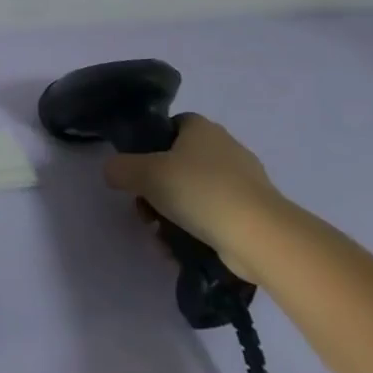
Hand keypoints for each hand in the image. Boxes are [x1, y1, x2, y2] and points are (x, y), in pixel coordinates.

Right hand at [102, 115, 287, 281]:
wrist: (260, 236)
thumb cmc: (198, 191)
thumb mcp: (143, 173)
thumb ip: (119, 168)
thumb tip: (113, 172)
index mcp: (202, 129)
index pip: (172, 125)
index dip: (151, 143)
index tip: (138, 167)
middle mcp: (227, 148)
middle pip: (179, 162)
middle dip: (157, 186)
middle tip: (144, 207)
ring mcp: (245, 182)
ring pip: (194, 192)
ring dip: (172, 212)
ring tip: (160, 234)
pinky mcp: (254, 213)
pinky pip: (213, 216)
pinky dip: (195, 229)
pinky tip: (180, 247)